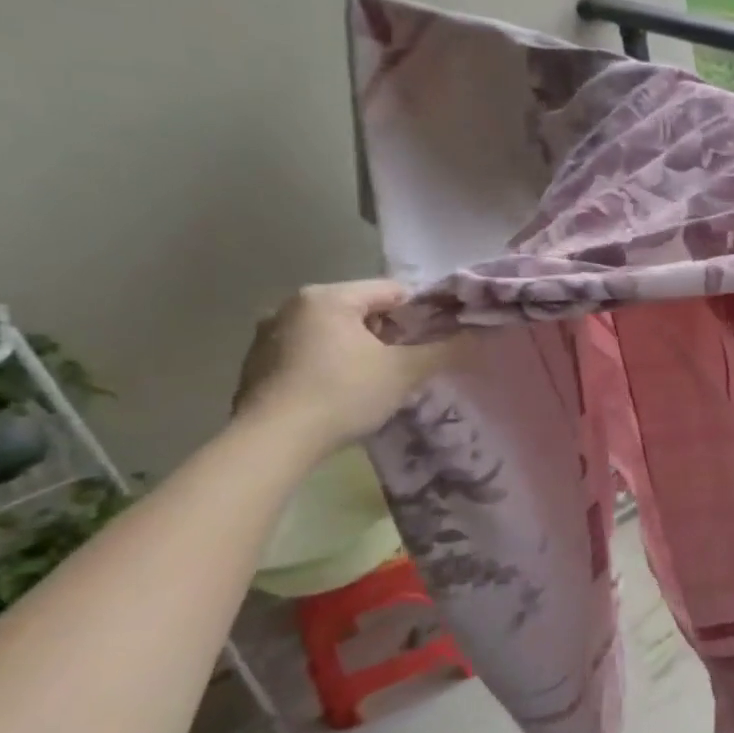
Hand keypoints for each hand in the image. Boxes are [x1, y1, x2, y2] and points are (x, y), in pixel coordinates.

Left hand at [232, 281, 455, 453]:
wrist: (272, 442)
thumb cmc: (344, 393)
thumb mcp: (404, 371)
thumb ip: (445, 349)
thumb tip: (479, 334)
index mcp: (328, 296)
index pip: (391, 290)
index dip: (420, 314)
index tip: (432, 342)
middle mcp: (292, 305)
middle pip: (360, 310)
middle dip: (387, 334)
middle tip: (404, 366)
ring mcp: (267, 335)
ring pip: (332, 333)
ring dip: (357, 351)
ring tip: (373, 384)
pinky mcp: (255, 365)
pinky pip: (306, 354)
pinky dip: (327, 366)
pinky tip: (337, 395)